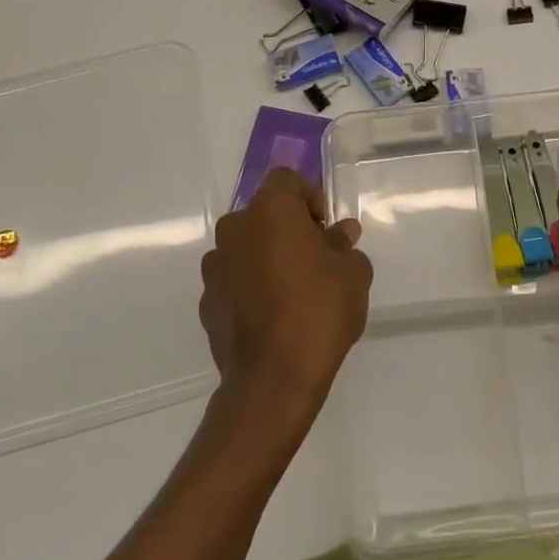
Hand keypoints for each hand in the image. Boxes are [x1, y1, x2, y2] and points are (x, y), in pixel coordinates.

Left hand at [199, 169, 371, 416]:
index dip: (309, 196)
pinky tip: (272, 315)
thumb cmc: (319, 311)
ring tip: (294, 290)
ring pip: (246, 246)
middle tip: (316, 257)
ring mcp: (215, 266)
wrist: (273, 379)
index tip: (326, 227)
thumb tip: (339, 234)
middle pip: (264, 213)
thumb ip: (344, 245)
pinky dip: (251, 286)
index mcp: (270, 211)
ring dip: (267, 256)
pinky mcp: (206, 301)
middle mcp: (235, 229)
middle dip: (289, 227)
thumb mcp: (352, 273)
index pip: (286, 179)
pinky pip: (234, 279)